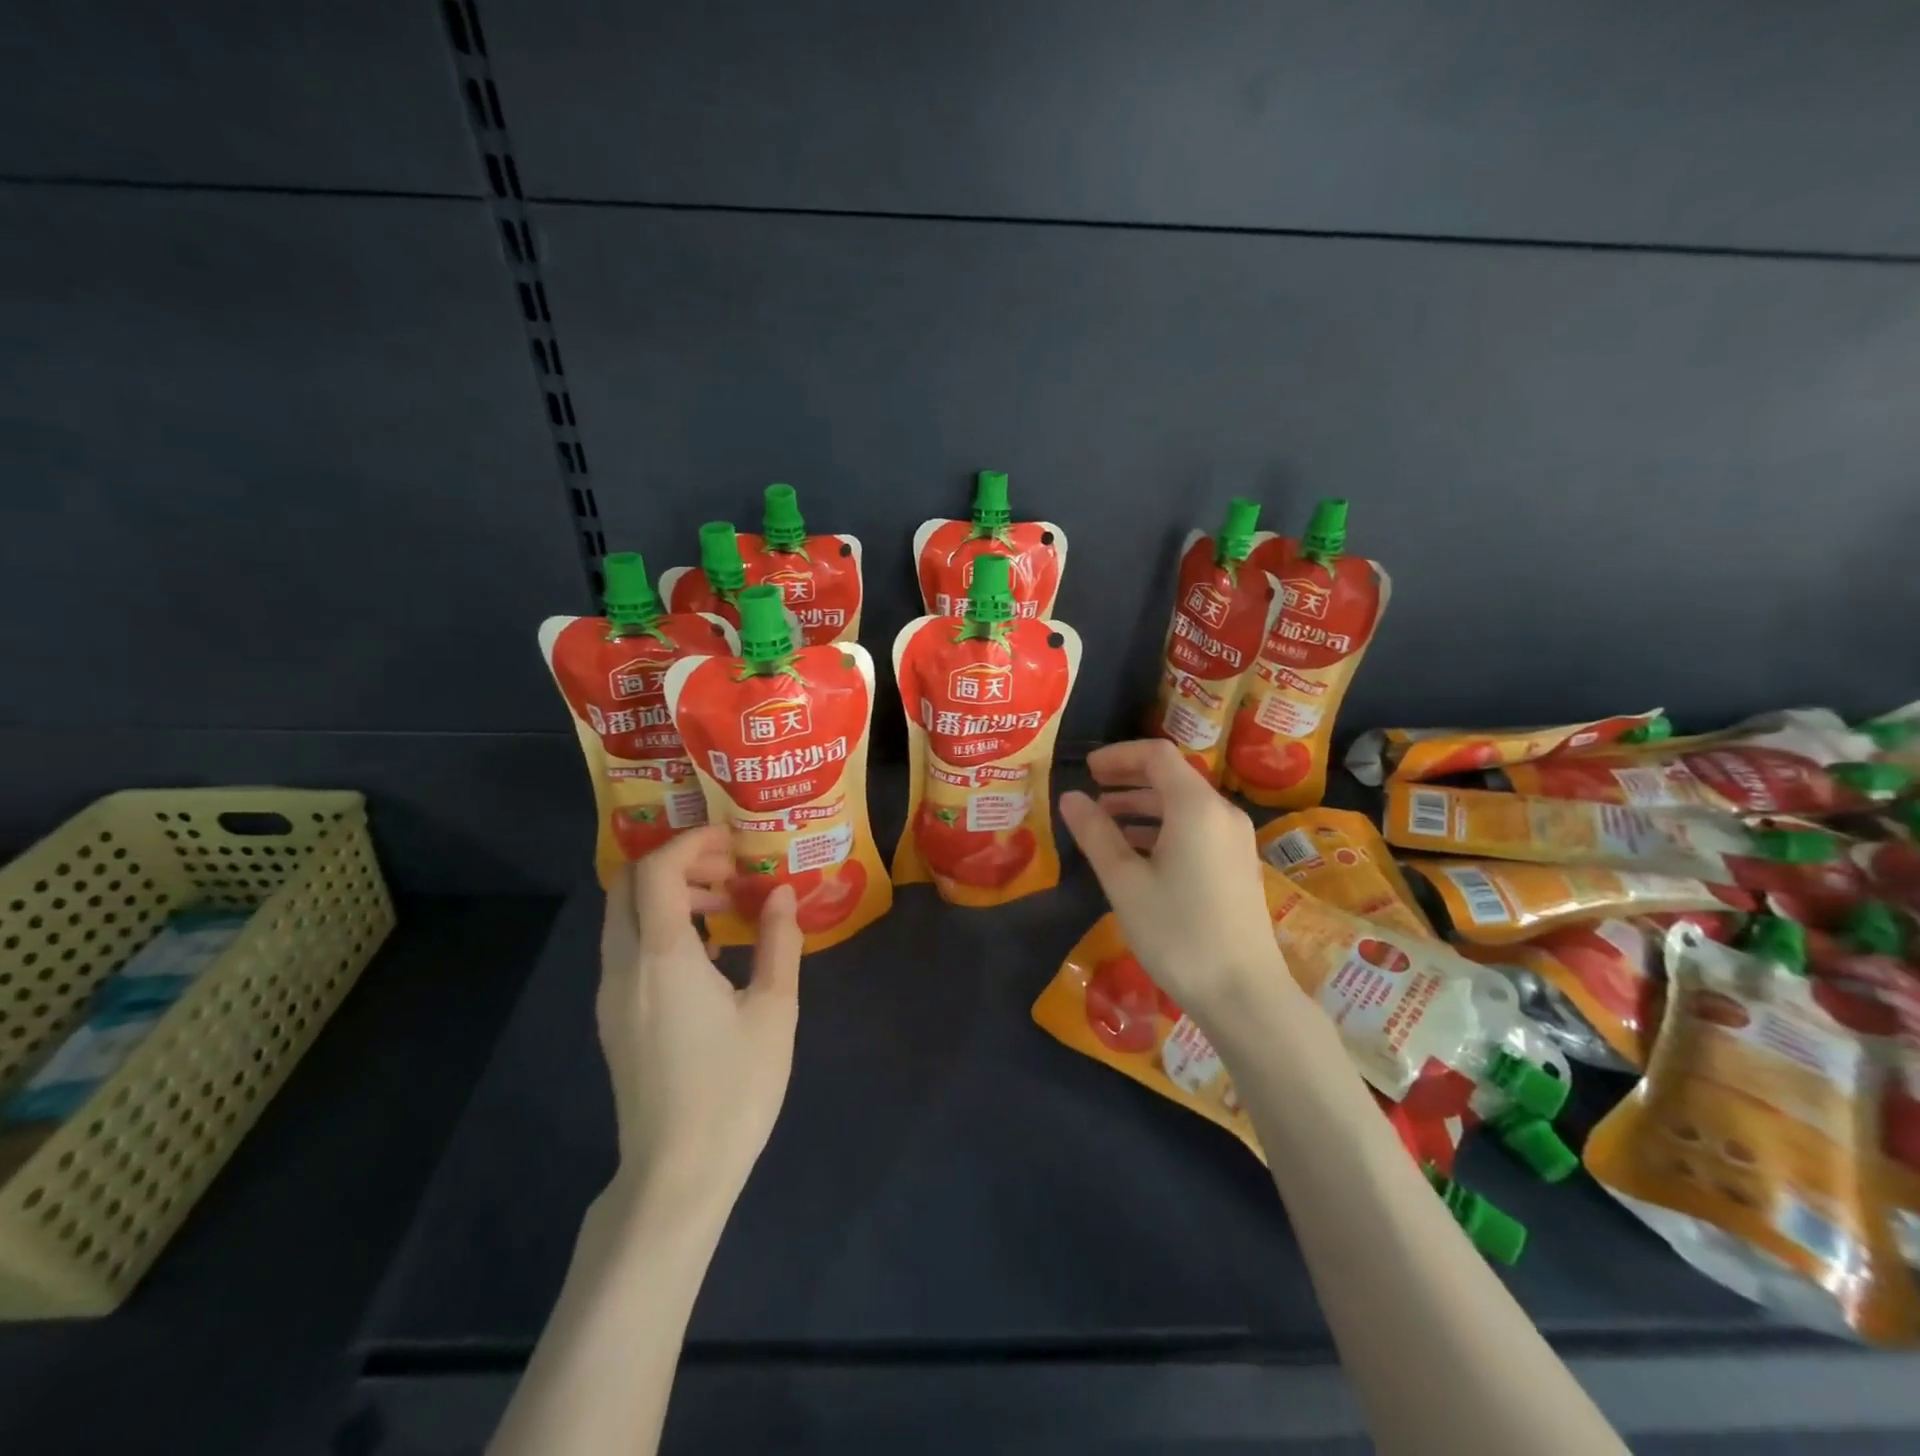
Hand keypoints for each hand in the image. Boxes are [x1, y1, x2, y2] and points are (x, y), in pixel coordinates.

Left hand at [597, 826, 802, 1213]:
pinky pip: (626, 948)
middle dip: (676, 862)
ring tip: (723, 906)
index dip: (691, 842)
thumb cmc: (733, 1089)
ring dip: (667, 894)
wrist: (676, 1175)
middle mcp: (624, 966)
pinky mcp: (613, 1019)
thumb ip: (778, 942)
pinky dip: (659, 926)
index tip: (731, 840)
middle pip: (627, 885)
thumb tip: (780, 893)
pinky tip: (705, 953)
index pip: (656, 870)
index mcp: (662, 956)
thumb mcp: (773, 1011)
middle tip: (728, 869)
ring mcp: (611, 995)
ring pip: (623, 916)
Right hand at [1059, 738, 1290, 1028]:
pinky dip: (1163, 827)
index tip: (1086, 769)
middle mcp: (1222, 813)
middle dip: (1128, 778)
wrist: (1244, 994)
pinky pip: (1196, 828)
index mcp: (1196, 807)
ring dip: (1143, 805)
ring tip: (1104, 822)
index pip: (1157, 755)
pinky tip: (1135, 852)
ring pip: (1184, 804)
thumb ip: (1096, 834)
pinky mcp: (1237, 865)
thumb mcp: (1124, 882)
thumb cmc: (1177, 933)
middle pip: (1172, 776)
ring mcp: (1235, 840)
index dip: (1119, 755)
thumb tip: (1070, 797)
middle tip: (1090, 790)